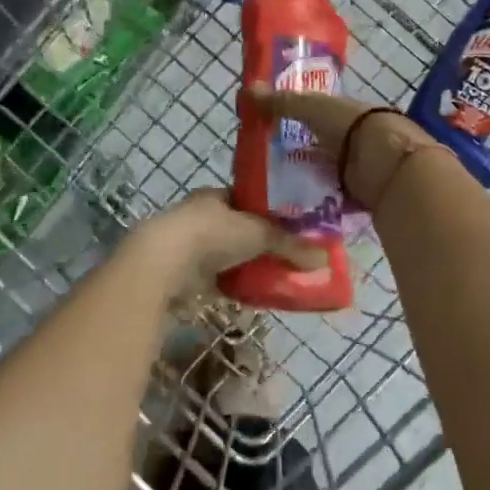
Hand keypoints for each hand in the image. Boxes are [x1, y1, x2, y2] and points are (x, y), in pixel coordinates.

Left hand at [128, 188, 325, 293]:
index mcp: (216, 196)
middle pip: (238, 228)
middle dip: (259, 241)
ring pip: (228, 255)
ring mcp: (190, 246)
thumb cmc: (213, 234)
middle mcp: (201, 216)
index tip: (291, 225)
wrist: (164, 263)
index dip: (269, 211)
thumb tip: (325, 257)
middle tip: (288, 255)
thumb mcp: (260, 234)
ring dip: (247, 264)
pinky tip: (254, 294)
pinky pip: (218, 279)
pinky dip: (235, 285)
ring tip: (276, 276)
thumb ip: (291, 245)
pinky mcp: (184, 275)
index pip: (247, 199)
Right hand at [242, 83, 435, 209]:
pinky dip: (318, 204)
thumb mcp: (312, 108)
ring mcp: (360, 170)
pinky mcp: (361, 196)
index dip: (297, 121)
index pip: (319, 115)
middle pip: (321, 147)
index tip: (270, 133)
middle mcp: (355, 140)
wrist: (388, 165)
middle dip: (299, 156)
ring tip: (272, 193)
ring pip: (326, 174)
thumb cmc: (352, 127)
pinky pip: (334, 200)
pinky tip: (294, 210)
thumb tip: (245, 90)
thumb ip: (283, 102)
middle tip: (265, 168)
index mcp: (347, 113)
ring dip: (307, 182)